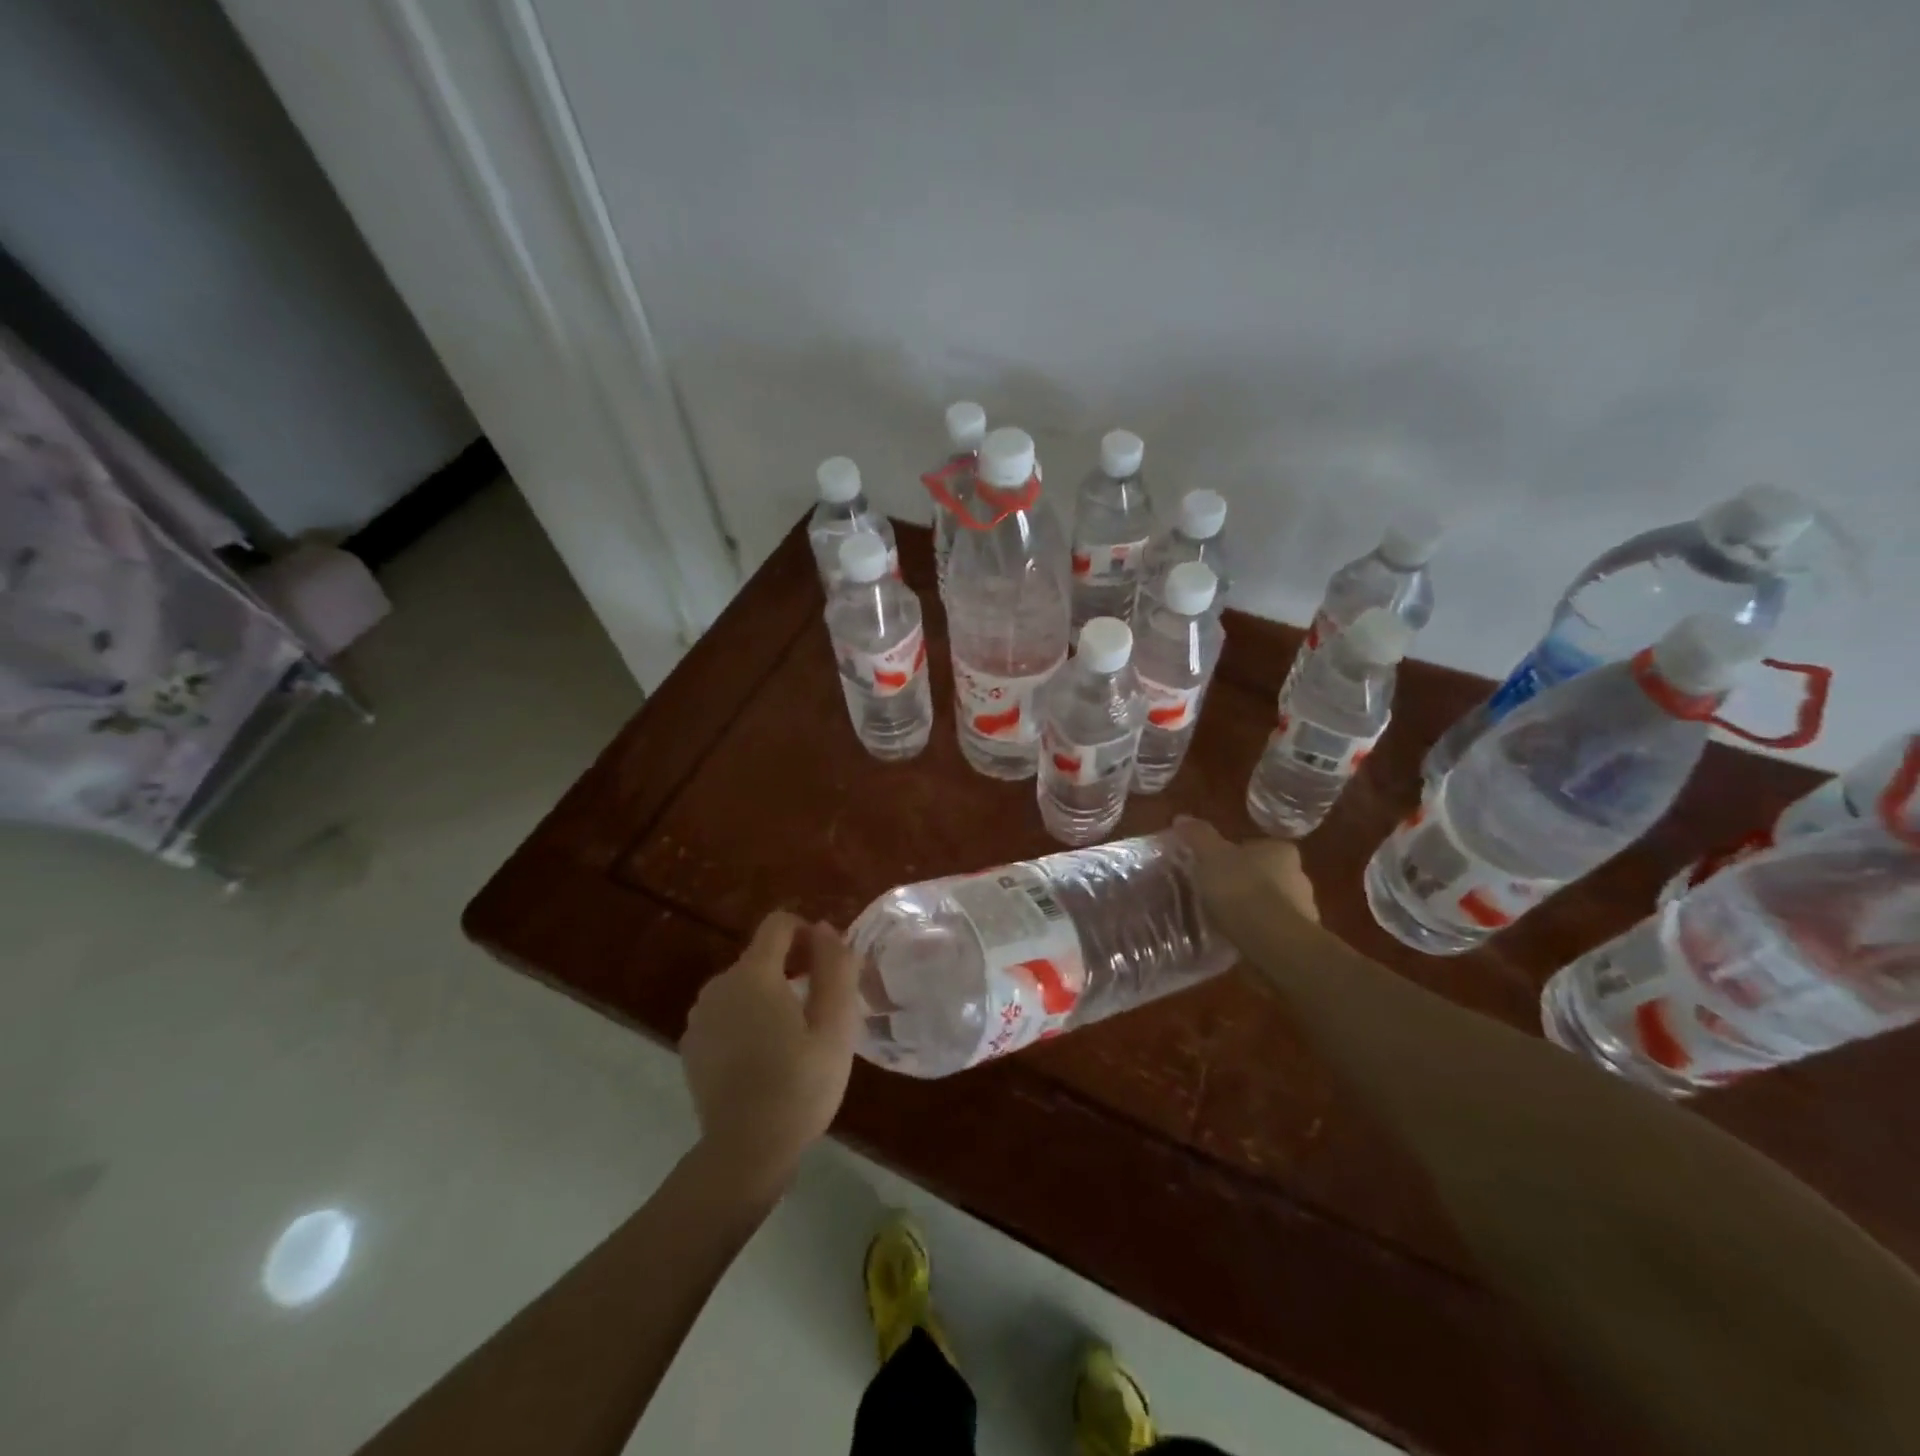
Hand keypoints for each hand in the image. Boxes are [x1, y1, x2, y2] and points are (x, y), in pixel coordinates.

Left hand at [681, 911, 859, 1189]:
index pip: (778, 924)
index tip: (827, 965)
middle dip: (792, 968)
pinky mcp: (692, 1045)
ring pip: (743, 986)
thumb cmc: (800, 1085)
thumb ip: (835, 968)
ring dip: (769, 995)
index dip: (807, 933)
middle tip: (820, 1008)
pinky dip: (746, 1019)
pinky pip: (726, 1013)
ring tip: (794, 1036)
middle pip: (761, 956)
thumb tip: (824, 929)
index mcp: (754, 974)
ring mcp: (700, 1016)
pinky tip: (764, 1057)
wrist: (745, 1152)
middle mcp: (719, 985)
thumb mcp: (835, 1026)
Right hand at [1174, 817, 1319, 928]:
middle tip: (1218, 893)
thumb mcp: (1211, 856)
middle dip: (1246, 883)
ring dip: (1255, 910)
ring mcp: (1304, 909)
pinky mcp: (1301, 939)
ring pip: (1274, 904)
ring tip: (1226, 920)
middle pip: (1267, 875)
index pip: (1258, 847)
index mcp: (1281, 851)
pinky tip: (1239, 939)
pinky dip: (1260, 932)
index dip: (1236, 856)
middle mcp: (1300, 876)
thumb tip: (1181, 818)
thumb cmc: (1242, 888)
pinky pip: (1274, 930)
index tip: (1216, 869)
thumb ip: (1199, 836)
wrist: (1271, 939)